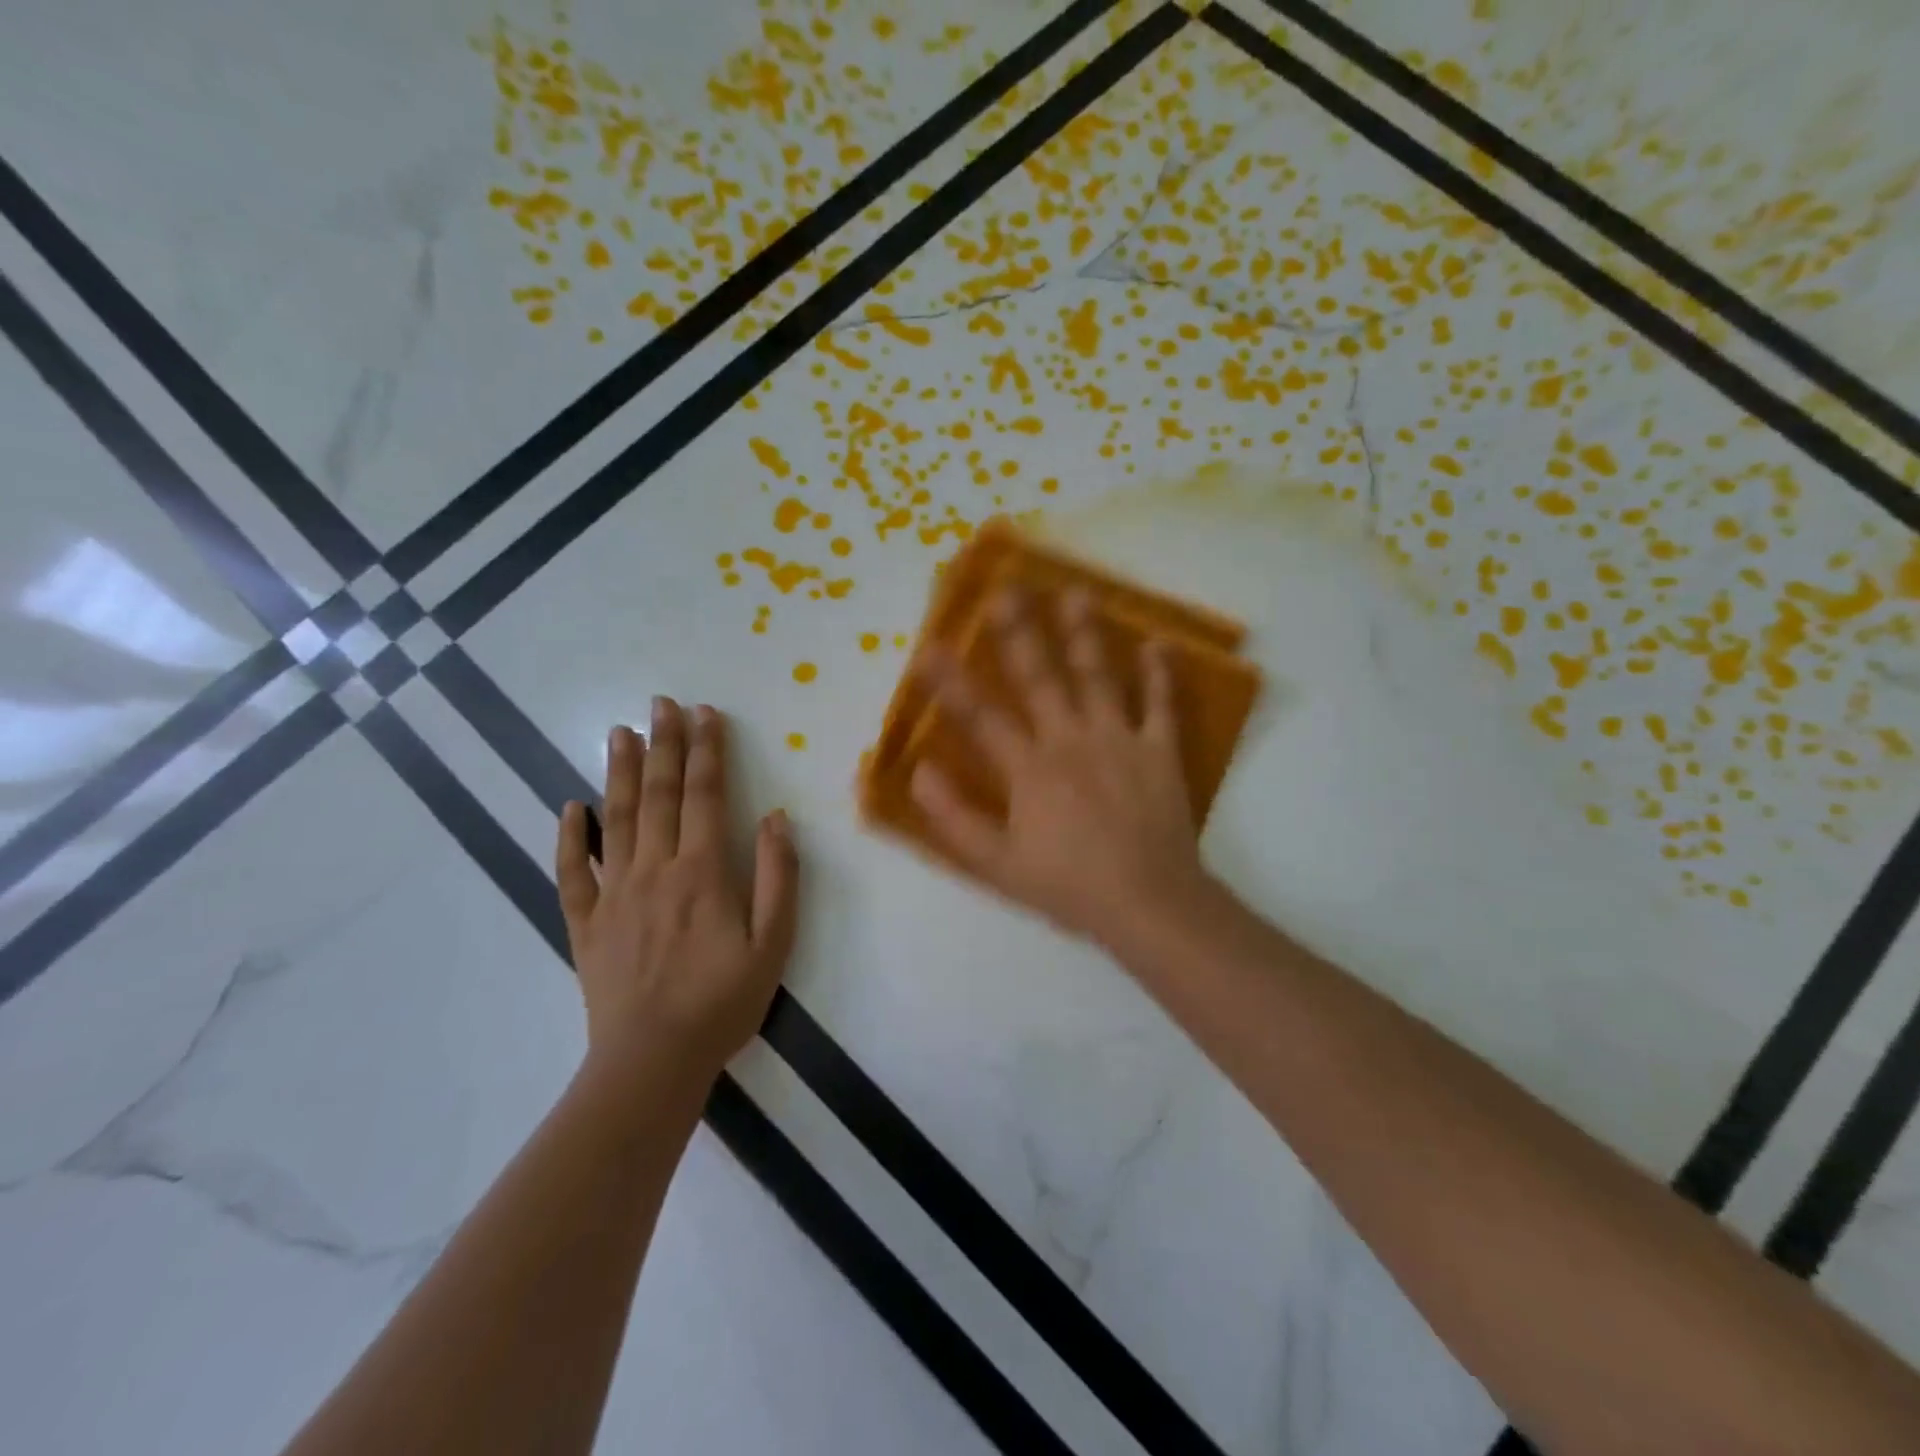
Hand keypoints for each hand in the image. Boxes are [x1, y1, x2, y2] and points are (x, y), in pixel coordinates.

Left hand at [557, 698, 799, 1092]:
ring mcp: (613, 894)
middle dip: (663, 744)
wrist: (652, 1062)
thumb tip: (775, 817)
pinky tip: (571, 808)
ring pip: (615, 819)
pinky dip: (570, 837)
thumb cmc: (723, 1001)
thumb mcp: (774, 943)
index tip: (706, 713)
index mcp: (702, 871)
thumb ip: (777, 875)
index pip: (705, 795)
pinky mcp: (586, 923)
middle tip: (661, 703)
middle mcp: (654, 869)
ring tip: (618, 732)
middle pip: (658, 794)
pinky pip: (572, 872)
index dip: (708, 751)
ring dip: (618, 772)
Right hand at [910, 588, 1213, 947]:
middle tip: (1006, 588)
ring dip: (1085, 633)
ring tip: (1076, 592)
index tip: (926, 645)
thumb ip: (955, 818)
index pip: (980, 716)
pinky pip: (1160, 705)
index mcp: (1029, 769)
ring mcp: (1119, 740)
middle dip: (1018, 631)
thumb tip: (919, 773)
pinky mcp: (1159, 751)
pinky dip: (1160, 674)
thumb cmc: (1068, 885)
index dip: (949, 681)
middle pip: (1039, 677)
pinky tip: (1158, 642)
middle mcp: (1070, 740)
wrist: (1148, 902)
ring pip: (1098, 676)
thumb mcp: (997, 865)